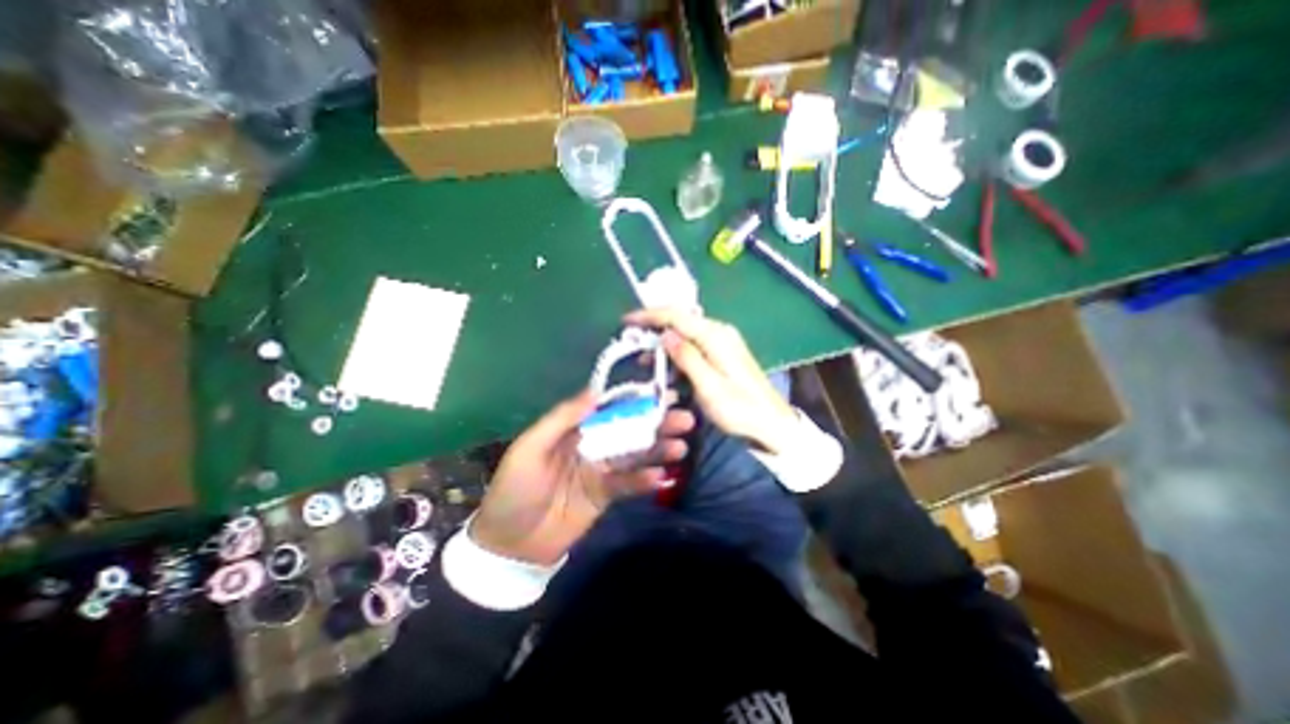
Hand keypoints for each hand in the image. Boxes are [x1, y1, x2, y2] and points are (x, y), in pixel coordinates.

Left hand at [473, 391, 694, 565]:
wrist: (509, 544)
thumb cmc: (515, 489)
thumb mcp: (531, 448)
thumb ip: (561, 419)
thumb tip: (595, 392)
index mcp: (574, 428)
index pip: (610, 408)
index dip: (635, 400)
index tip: (662, 393)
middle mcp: (592, 444)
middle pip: (628, 429)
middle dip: (656, 423)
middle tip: (684, 419)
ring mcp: (601, 470)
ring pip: (634, 455)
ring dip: (658, 450)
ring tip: (681, 446)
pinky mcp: (606, 494)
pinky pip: (629, 484)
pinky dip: (644, 480)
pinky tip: (660, 476)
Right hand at [622, 309, 803, 454]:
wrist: (772, 423)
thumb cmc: (740, 409)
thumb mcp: (709, 386)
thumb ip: (687, 357)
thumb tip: (665, 334)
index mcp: (715, 336)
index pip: (676, 315)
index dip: (649, 315)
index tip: (627, 321)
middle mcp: (719, 332)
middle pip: (680, 321)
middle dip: (654, 329)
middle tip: (632, 344)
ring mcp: (723, 342)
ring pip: (685, 334)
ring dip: (664, 344)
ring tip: (645, 361)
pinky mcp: (724, 353)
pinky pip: (694, 345)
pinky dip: (677, 353)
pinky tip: (667, 368)